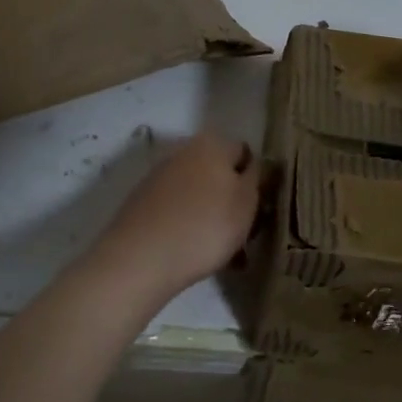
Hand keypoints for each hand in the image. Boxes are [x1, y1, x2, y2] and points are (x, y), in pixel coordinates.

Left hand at [87, 131, 261, 301]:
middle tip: (243, 235)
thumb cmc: (205, 226)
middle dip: (232, 201)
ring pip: (199, 195)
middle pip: (219, 174)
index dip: (256, 180)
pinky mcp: (143, 203)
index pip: (244, 153)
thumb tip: (254, 165)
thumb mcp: (247, 202)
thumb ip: (256, 178)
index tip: (259, 208)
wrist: (141, 258)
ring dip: (212, 217)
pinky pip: (178, 211)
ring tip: (222, 254)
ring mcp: (159, 177)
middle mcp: (183, 152)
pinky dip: (189, 227)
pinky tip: (195, 255)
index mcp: (211, 143)